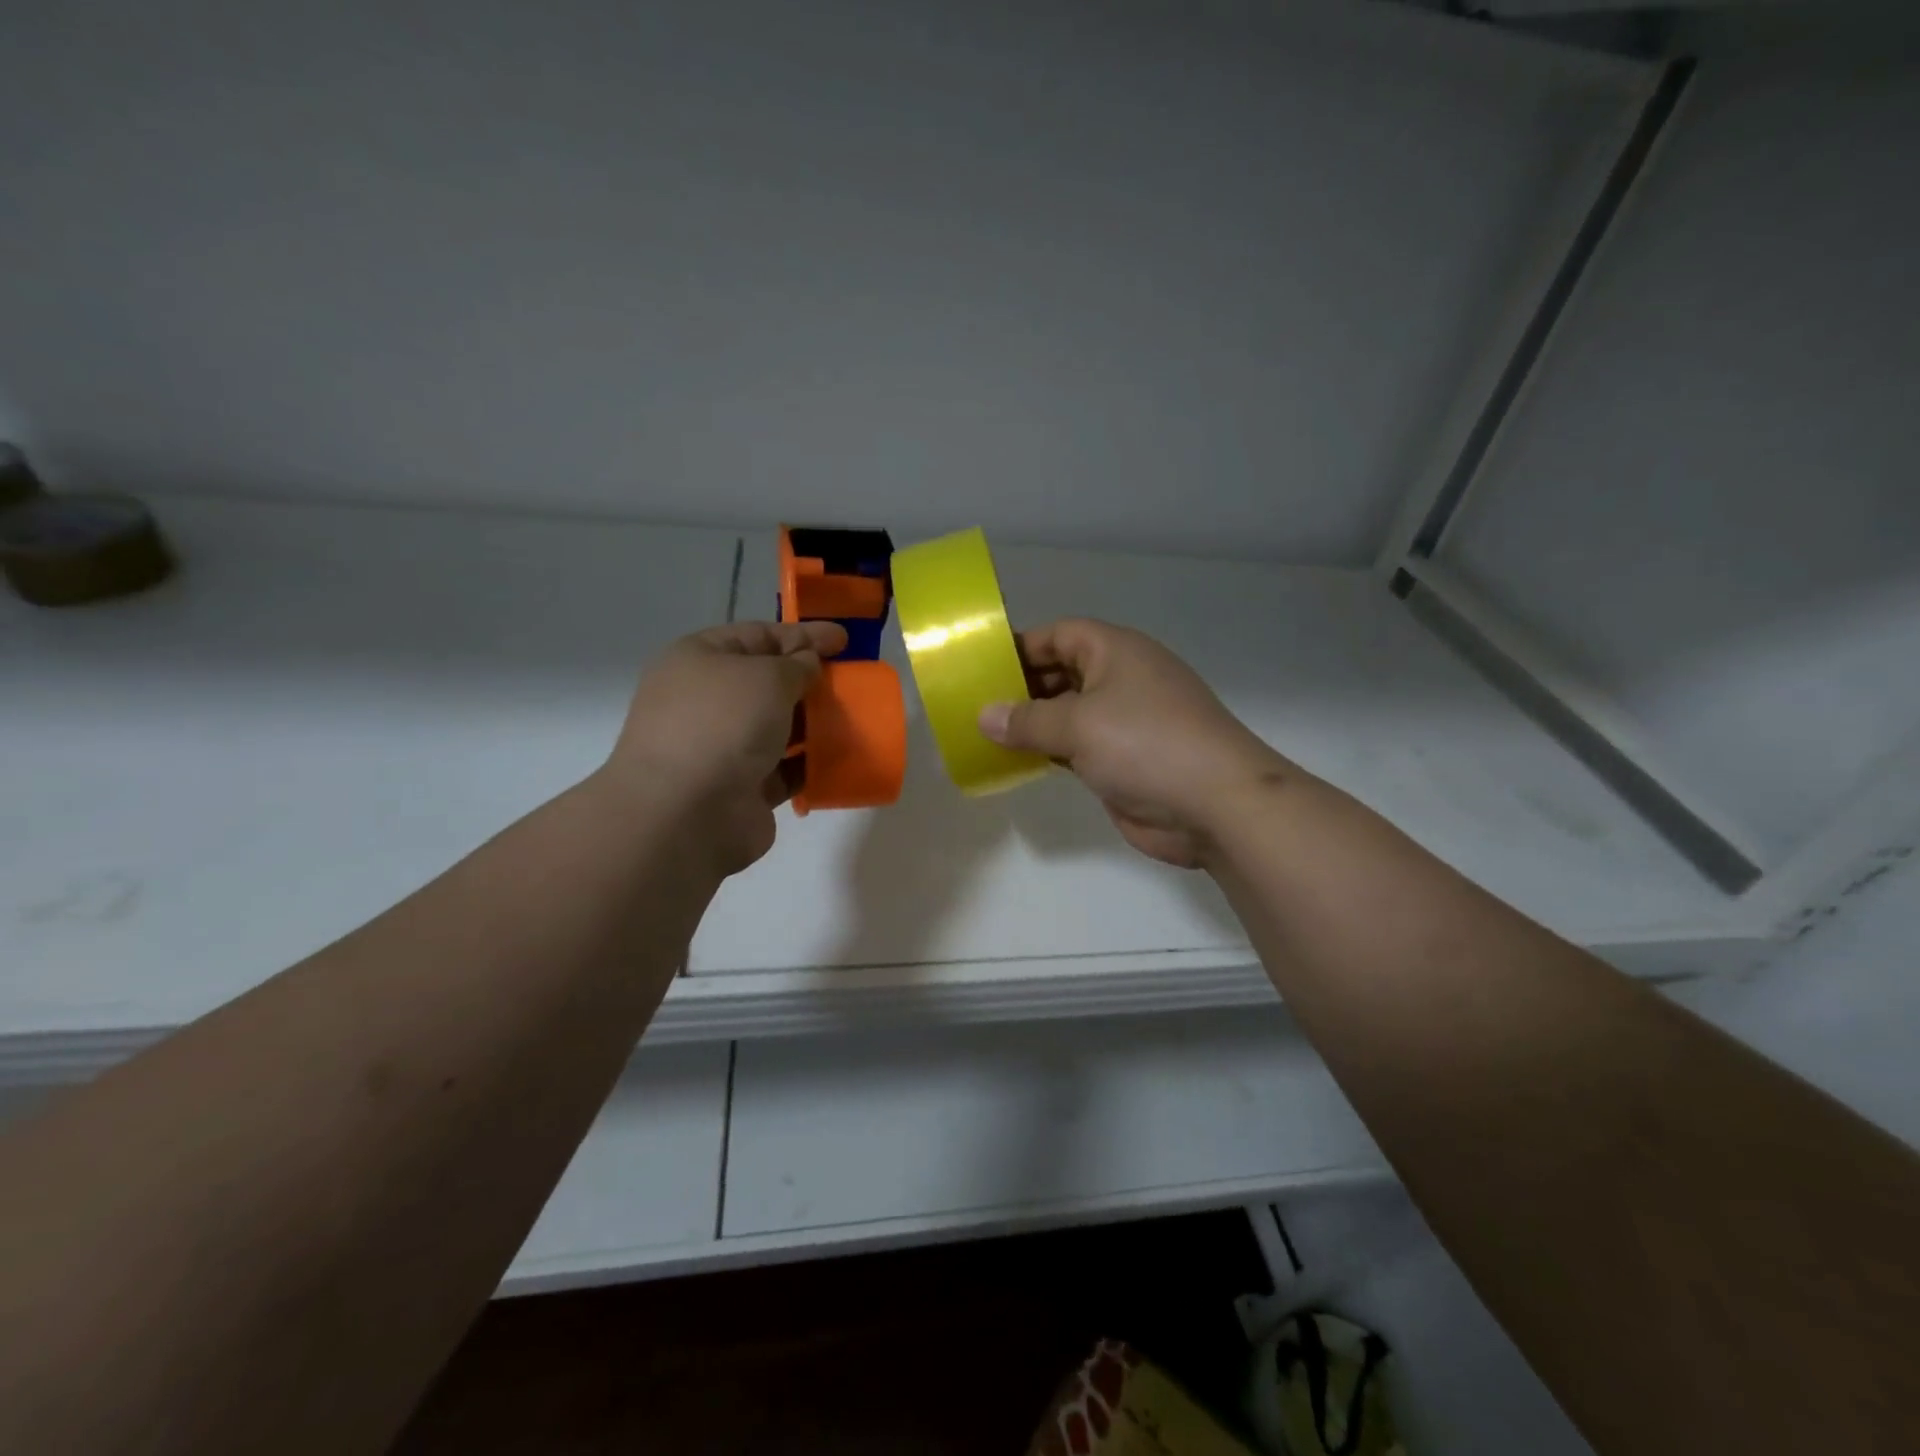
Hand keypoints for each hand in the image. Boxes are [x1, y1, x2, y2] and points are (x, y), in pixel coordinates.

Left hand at [604, 620, 846, 875]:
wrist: (687, 814)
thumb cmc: (724, 724)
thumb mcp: (767, 676)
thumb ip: (796, 665)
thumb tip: (806, 665)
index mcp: (699, 660)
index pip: (757, 636)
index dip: (802, 634)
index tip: (844, 640)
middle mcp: (706, 701)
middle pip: (768, 682)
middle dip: (811, 681)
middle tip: (852, 681)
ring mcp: (722, 747)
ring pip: (778, 727)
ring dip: (815, 723)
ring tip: (854, 719)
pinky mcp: (743, 788)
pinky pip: (786, 769)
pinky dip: (811, 764)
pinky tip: (841, 758)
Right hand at [978, 619, 1290, 867]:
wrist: (1216, 804)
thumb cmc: (1145, 744)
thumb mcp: (1078, 725)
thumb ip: (1026, 720)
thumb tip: (984, 716)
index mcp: (1115, 652)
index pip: (1059, 635)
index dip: (1020, 647)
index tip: (980, 667)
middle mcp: (1120, 679)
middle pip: (1060, 673)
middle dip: (1020, 688)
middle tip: (974, 706)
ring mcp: (1124, 721)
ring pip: (1066, 713)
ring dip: (1032, 723)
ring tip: (985, 734)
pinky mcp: (1123, 760)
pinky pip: (1076, 747)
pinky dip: (1048, 751)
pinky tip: (1016, 761)